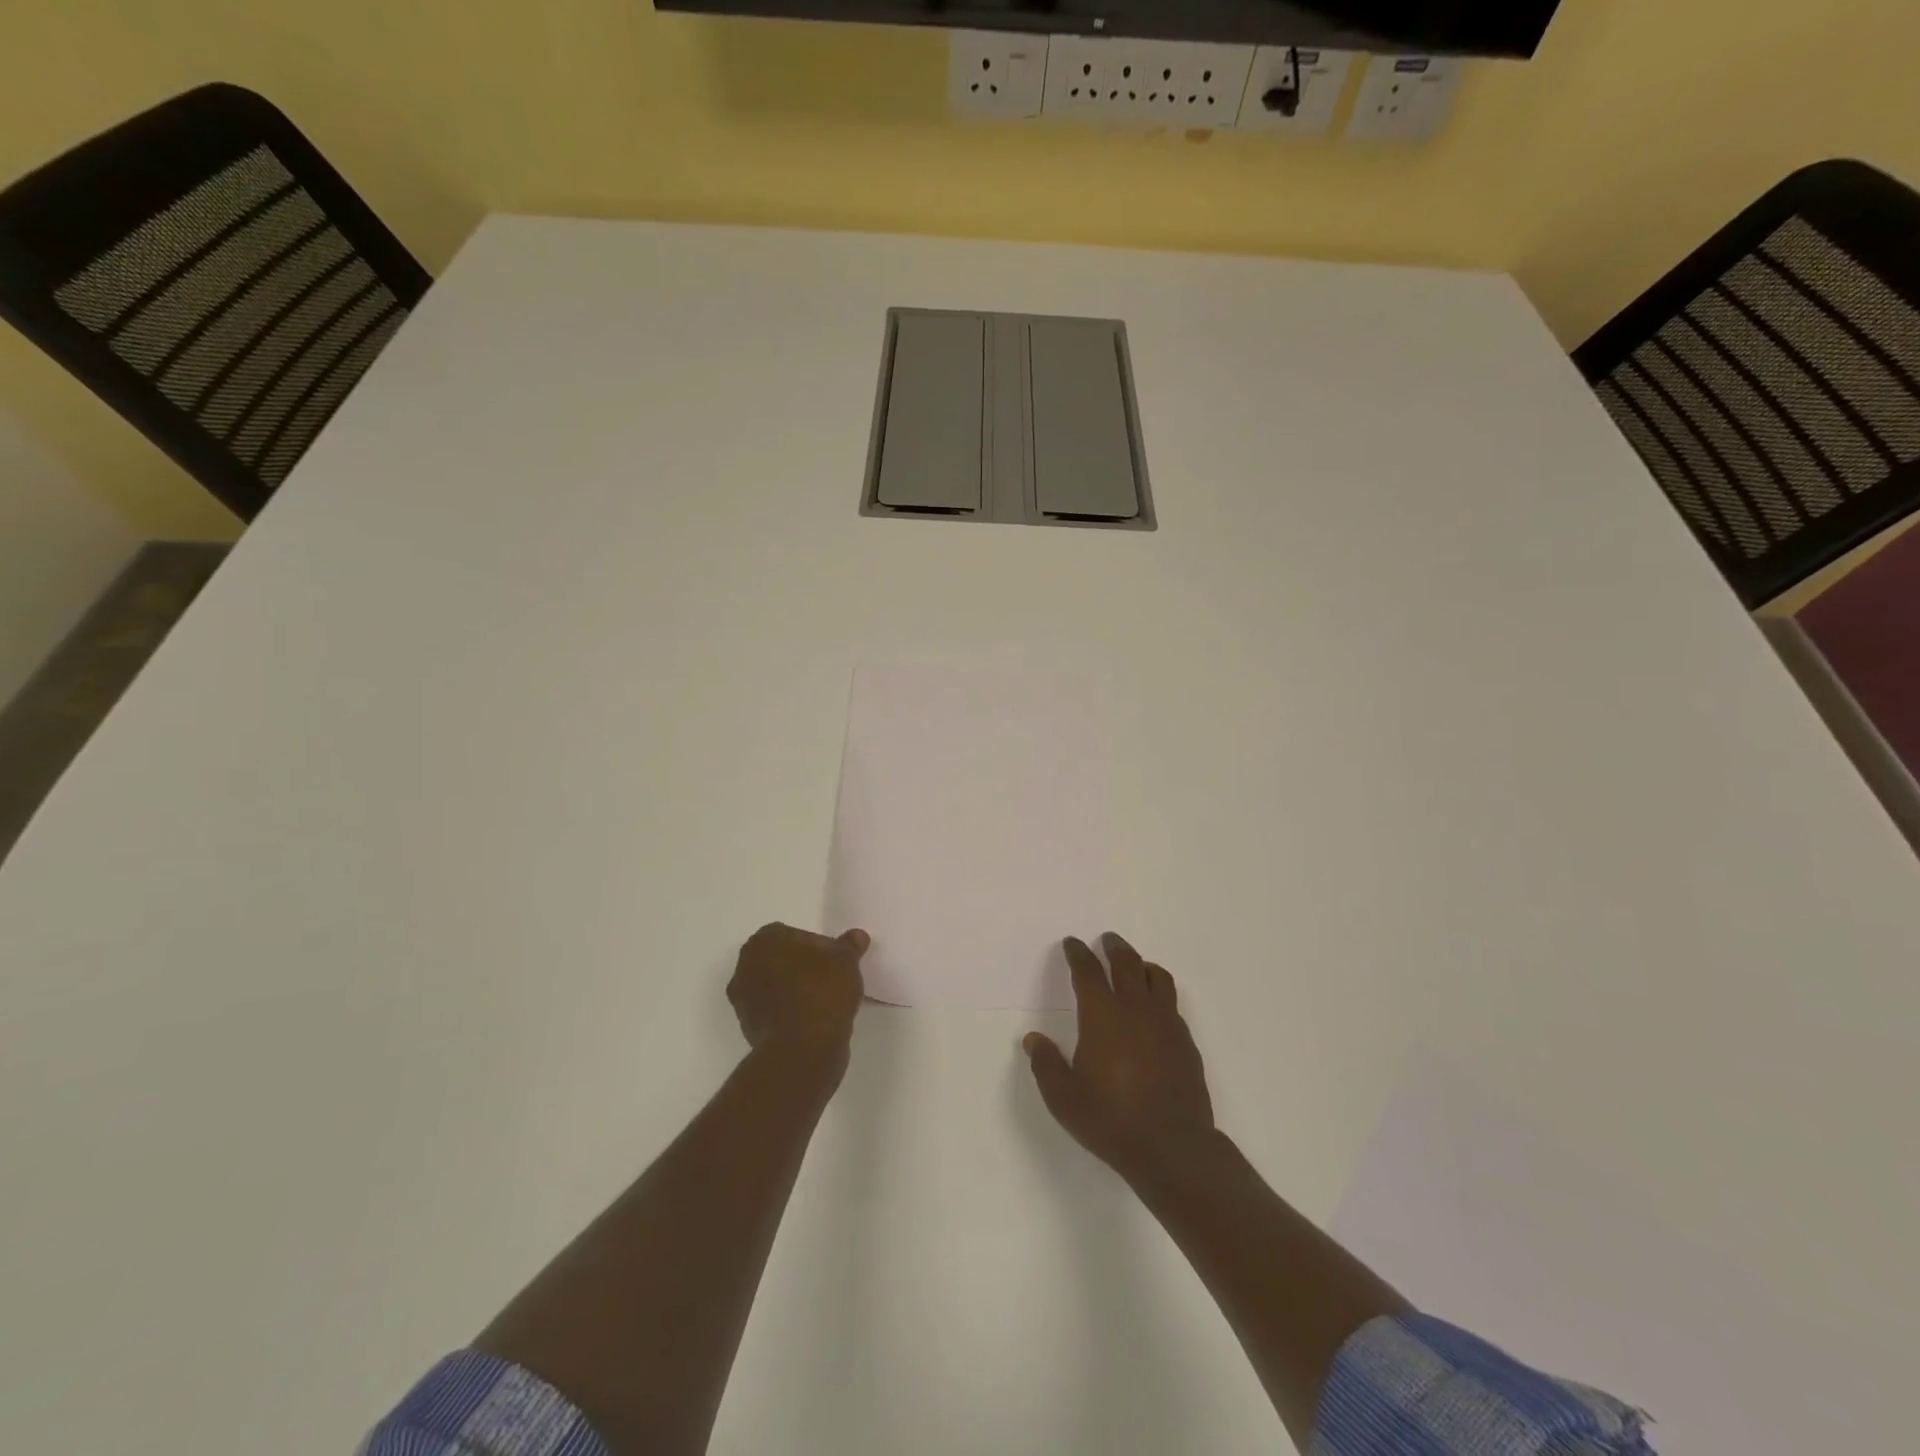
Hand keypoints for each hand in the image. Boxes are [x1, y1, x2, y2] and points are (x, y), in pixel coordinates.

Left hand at [728, 923, 868, 1053]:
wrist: (802, 1049)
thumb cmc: (821, 991)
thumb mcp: (846, 960)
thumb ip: (849, 945)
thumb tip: (857, 936)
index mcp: (764, 941)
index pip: (791, 933)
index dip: (814, 945)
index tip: (832, 959)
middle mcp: (745, 966)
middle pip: (779, 959)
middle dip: (800, 966)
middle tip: (828, 977)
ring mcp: (743, 1000)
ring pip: (774, 986)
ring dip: (793, 990)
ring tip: (823, 1001)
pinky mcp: (748, 1029)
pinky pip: (774, 1011)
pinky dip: (789, 1012)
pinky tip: (813, 1020)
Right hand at [1023, 933, 1214, 1183]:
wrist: (1172, 1147)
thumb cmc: (1111, 1119)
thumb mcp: (1064, 1098)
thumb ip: (1046, 1065)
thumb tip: (1032, 1039)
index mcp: (1102, 1016)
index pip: (1088, 972)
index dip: (1078, 954)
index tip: (1072, 943)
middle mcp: (1136, 1009)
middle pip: (1127, 963)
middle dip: (1114, 948)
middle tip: (1107, 940)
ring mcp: (1166, 1023)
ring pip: (1157, 977)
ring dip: (1142, 965)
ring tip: (1136, 966)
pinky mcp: (1186, 1042)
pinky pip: (1172, 1004)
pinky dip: (1160, 994)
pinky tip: (1155, 1009)